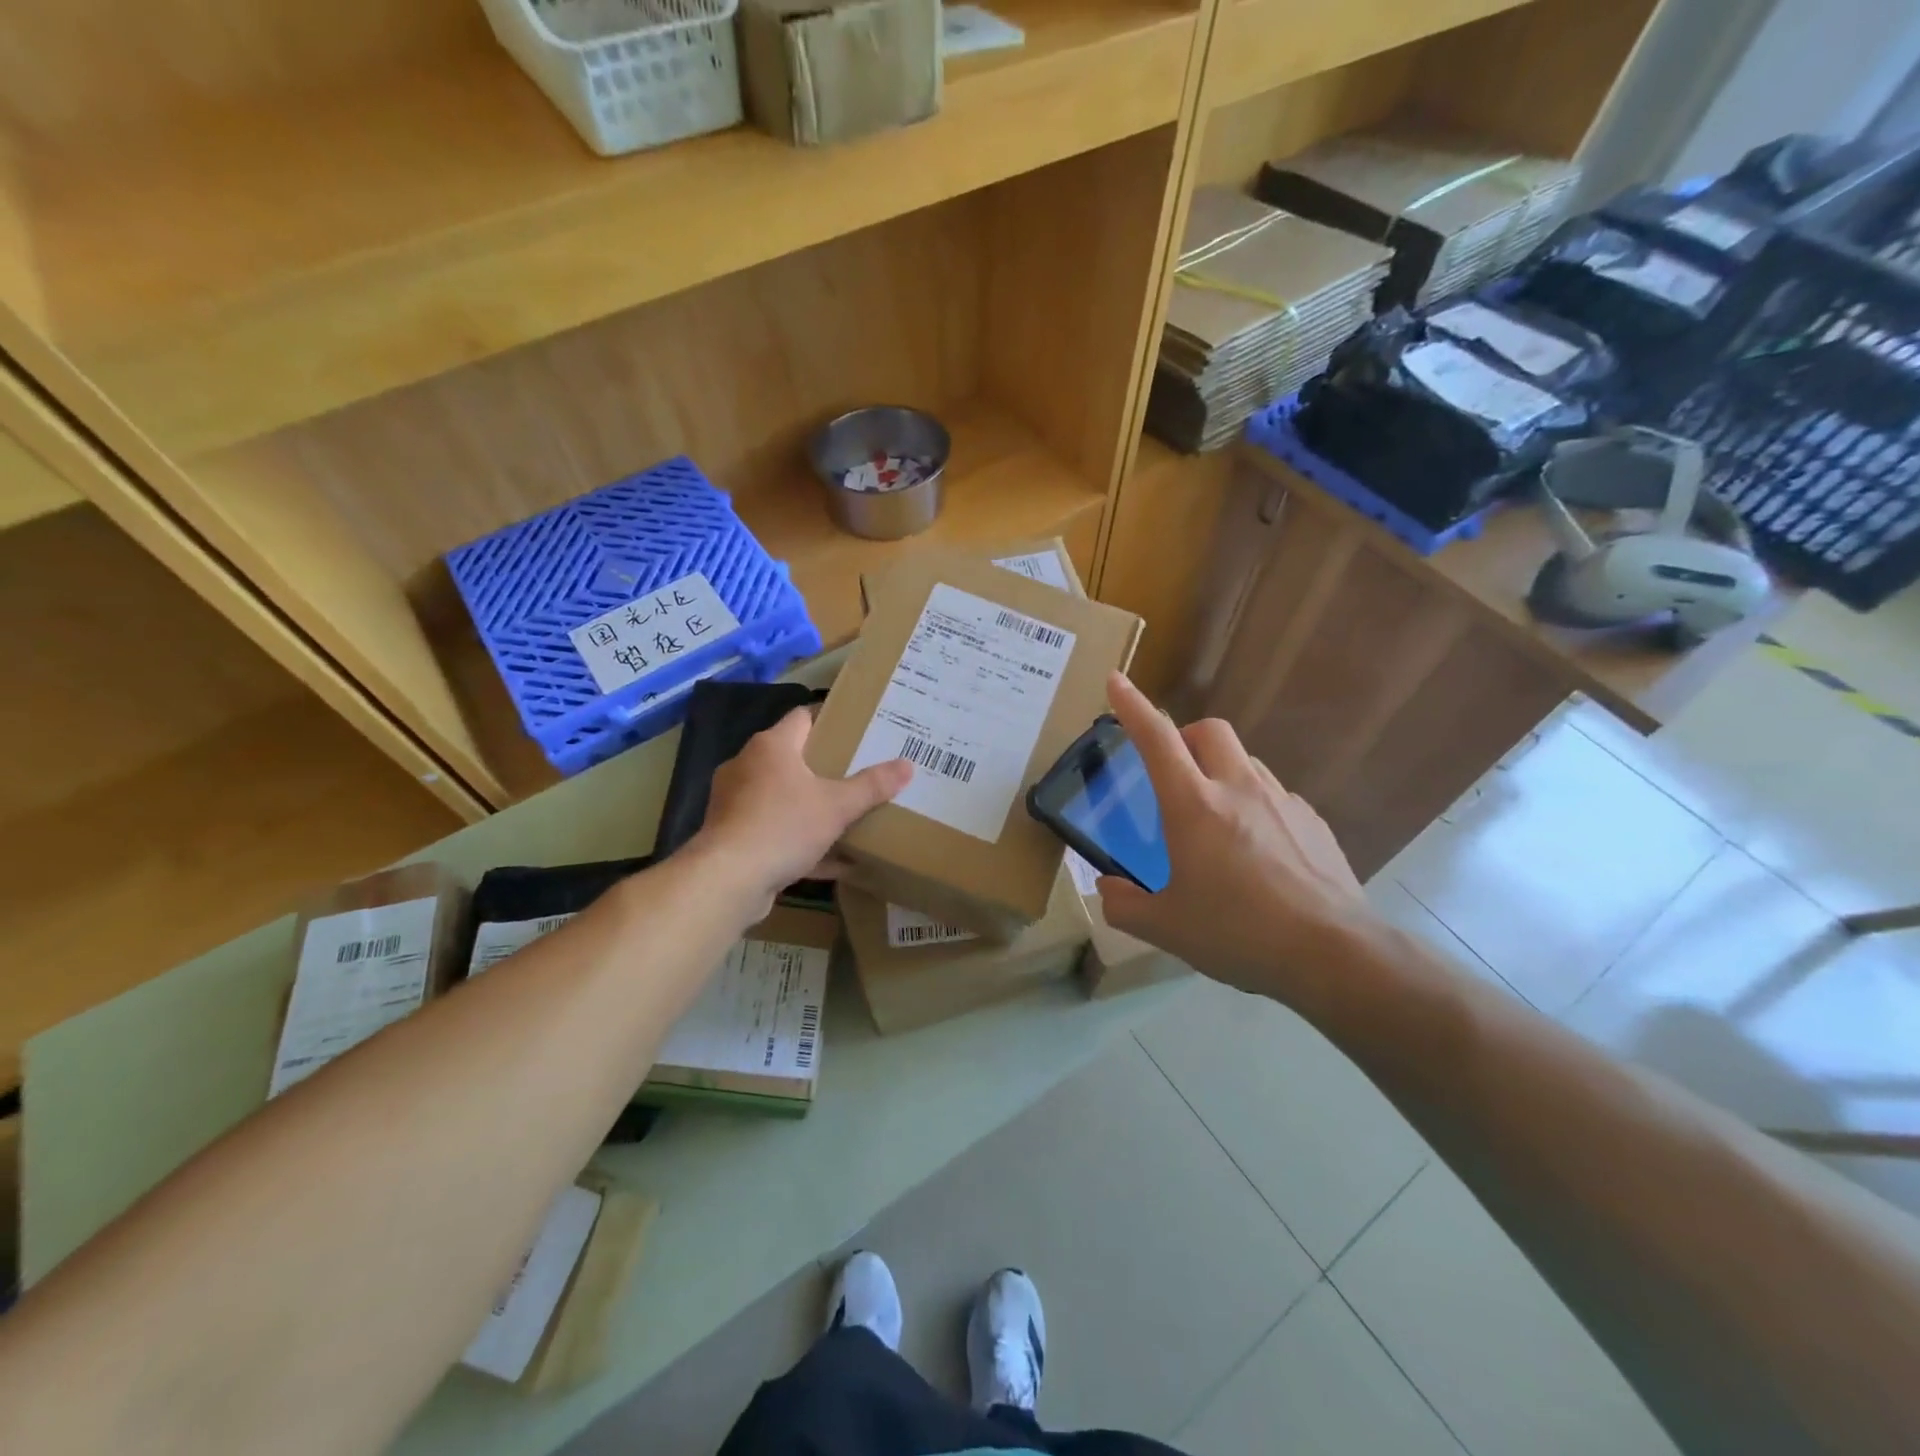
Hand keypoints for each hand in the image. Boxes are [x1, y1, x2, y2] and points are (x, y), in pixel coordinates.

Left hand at [693, 707, 911, 914]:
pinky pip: (773, 830)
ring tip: (844, 813)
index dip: (830, 719)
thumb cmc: (783, 826)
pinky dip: (799, 840)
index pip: (803, 717)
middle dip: (824, 766)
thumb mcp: (837, 806)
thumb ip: (872, 786)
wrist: (728, 879)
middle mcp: (747, 766)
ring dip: (810, 805)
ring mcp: (735, 801)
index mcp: (772, 746)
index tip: (857, 730)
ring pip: (781, 796)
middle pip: (792, 757)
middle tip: (858, 771)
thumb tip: (908, 765)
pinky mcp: (732, 835)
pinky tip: (831, 859)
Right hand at [1097, 673, 1373, 1002]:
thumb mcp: (1166, 928)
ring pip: (1245, 761)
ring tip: (1216, 819)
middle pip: (1209, 731)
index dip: (1132, 706)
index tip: (1116, 680)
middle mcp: (1238, 789)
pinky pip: (1275, 795)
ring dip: (1221, 771)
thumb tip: (1107, 889)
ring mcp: (1282, 801)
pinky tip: (1258, 852)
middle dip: (1184, 735)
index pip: (1156, 739)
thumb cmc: (1237, 933)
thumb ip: (1124, 905)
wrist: (1333, 953)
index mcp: (1194, 805)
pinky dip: (1255, 805)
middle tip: (1173, 773)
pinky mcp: (1313, 822)